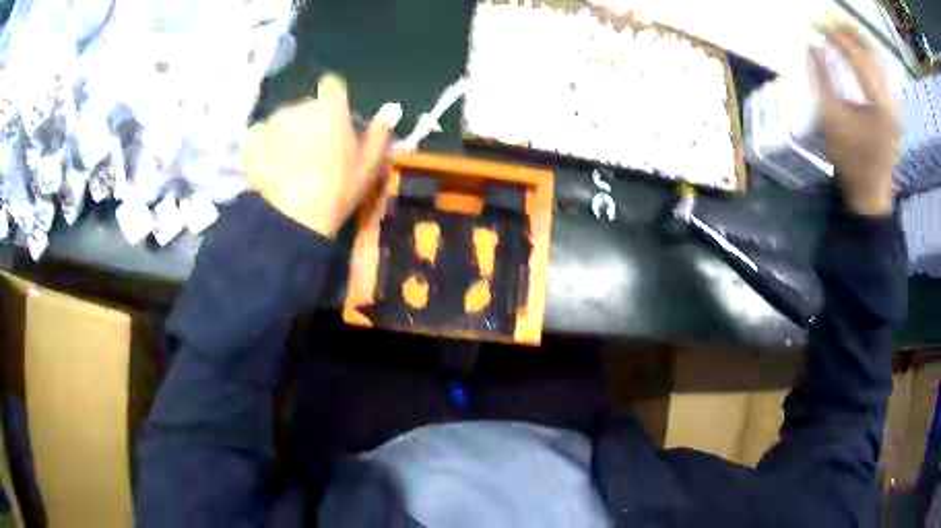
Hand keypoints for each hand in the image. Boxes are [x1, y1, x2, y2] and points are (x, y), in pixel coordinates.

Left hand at [240, 74, 396, 237]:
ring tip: (289, 164)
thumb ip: (380, 132)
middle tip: (314, 151)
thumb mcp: (369, 165)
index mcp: (330, 108)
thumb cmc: (338, 191)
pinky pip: (260, 137)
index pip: (333, 84)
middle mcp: (299, 106)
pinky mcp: (251, 142)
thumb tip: (389, 109)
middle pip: (307, 106)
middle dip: (310, 121)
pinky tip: (270, 167)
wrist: (293, 221)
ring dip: (287, 134)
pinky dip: (264, 147)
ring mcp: (271, 123)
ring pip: (283, 121)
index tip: (335, 117)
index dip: (334, 99)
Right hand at [810, 25, 898, 215]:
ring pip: (877, 57)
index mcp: (879, 105)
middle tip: (827, 13)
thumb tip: (811, 44)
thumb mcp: (831, 119)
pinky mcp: (891, 105)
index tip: (814, 20)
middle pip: (871, 51)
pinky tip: (854, 44)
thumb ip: (821, 77)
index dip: (834, 34)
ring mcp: (893, 102)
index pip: (857, 56)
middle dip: (848, 28)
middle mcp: (890, 99)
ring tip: (838, 23)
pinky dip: (866, 51)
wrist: (871, 193)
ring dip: (858, 37)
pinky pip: (880, 68)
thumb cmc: (850, 160)